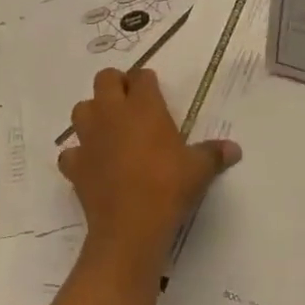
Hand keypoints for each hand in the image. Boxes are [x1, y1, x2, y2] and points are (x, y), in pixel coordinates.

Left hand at [58, 68, 241, 265]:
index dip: (147, 82)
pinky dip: (78, 155)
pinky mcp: (75, 165)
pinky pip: (70, 152)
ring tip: (108, 129)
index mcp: (143, 106)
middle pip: (105, 79)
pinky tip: (91, 164)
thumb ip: (214, 154)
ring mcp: (89, 138)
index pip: (141, 76)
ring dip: (93, 114)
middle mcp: (112, 113)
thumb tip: (235, 149)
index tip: (155, 94)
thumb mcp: (199, 170)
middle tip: (130, 104)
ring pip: (81, 109)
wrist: (130, 228)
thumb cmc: (168, 187)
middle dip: (116, 85)